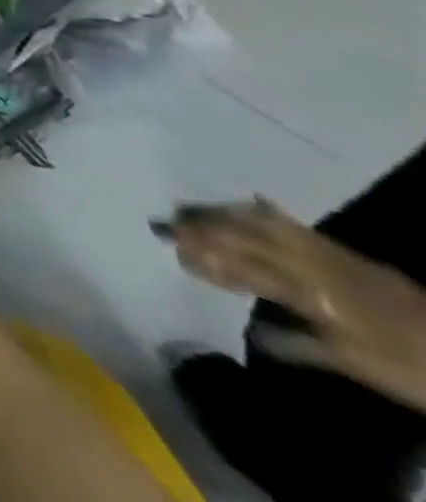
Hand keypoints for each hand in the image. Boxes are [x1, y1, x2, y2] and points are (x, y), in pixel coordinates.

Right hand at [170, 199, 425, 412]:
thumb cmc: (409, 367)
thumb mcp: (359, 367)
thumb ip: (301, 346)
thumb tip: (249, 332)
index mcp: (312, 293)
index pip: (246, 268)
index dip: (209, 258)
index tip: (173, 249)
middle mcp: (313, 265)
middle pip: (250, 238)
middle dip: (205, 227)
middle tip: (166, 219)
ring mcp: (329, 253)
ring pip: (267, 224)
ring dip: (227, 214)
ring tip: (194, 207)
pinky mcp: (344, 251)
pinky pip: (294, 224)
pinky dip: (265, 212)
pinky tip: (251, 201)